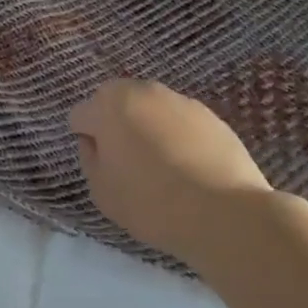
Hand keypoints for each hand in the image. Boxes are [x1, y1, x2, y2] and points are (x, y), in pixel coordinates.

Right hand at [70, 79, 272, 264]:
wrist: (226, 215)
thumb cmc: (151, 202)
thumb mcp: (101, 191)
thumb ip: (89, 158)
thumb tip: (95, 143)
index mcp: (108, 105)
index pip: (81, 116)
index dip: (87, 141)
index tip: (102, 165)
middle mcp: (142, 91)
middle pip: (116, 103)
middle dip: (116, 124)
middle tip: (127, 161)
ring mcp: (179, 101)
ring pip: (150, 110)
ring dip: (147, 127)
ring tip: (162, 165)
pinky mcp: (211, 116)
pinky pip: (180, 122)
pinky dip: (177, 136)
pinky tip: (188, 167)